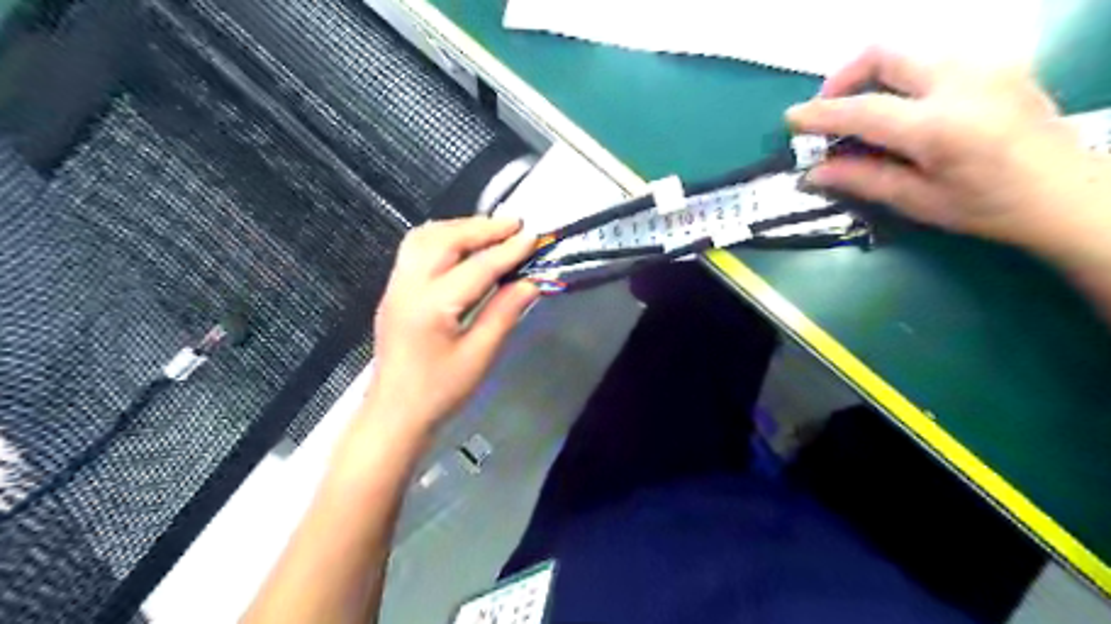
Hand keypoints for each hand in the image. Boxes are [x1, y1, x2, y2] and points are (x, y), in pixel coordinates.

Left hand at [367, 216, 538, 435]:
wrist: (395, 413)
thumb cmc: (440, 391)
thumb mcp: (479, 356)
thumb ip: (504, 313)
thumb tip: (530, 282)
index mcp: (432, 306)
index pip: (477, 267)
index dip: (508, 251)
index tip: (533, 237)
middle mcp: (409, 286)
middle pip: (445, 239)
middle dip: (482, 227)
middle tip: (515, 224)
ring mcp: (396, 285)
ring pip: (424, 237)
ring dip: (459, 227)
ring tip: (490, 230)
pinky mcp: (394, 290)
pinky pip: (415, 248)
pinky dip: (442, 237)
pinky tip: (461, 245)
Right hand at [785, 47, 1110, 259]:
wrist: (1066, 193)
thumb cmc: (987, 207)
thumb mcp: (918, 201)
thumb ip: (862, 180)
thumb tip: (813, 173)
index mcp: (939, 127)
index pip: (862, 110)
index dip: (820, 114)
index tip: (791, 119)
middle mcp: (962, 82)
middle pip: (885, 54)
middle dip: (843, 77)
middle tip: (828, 109)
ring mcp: (985, 65)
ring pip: (909, 51)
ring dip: (873, 75)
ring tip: (862, 110)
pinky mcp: (997, 63)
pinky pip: (934, 57)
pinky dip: (904, 76)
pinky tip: (903, 106)